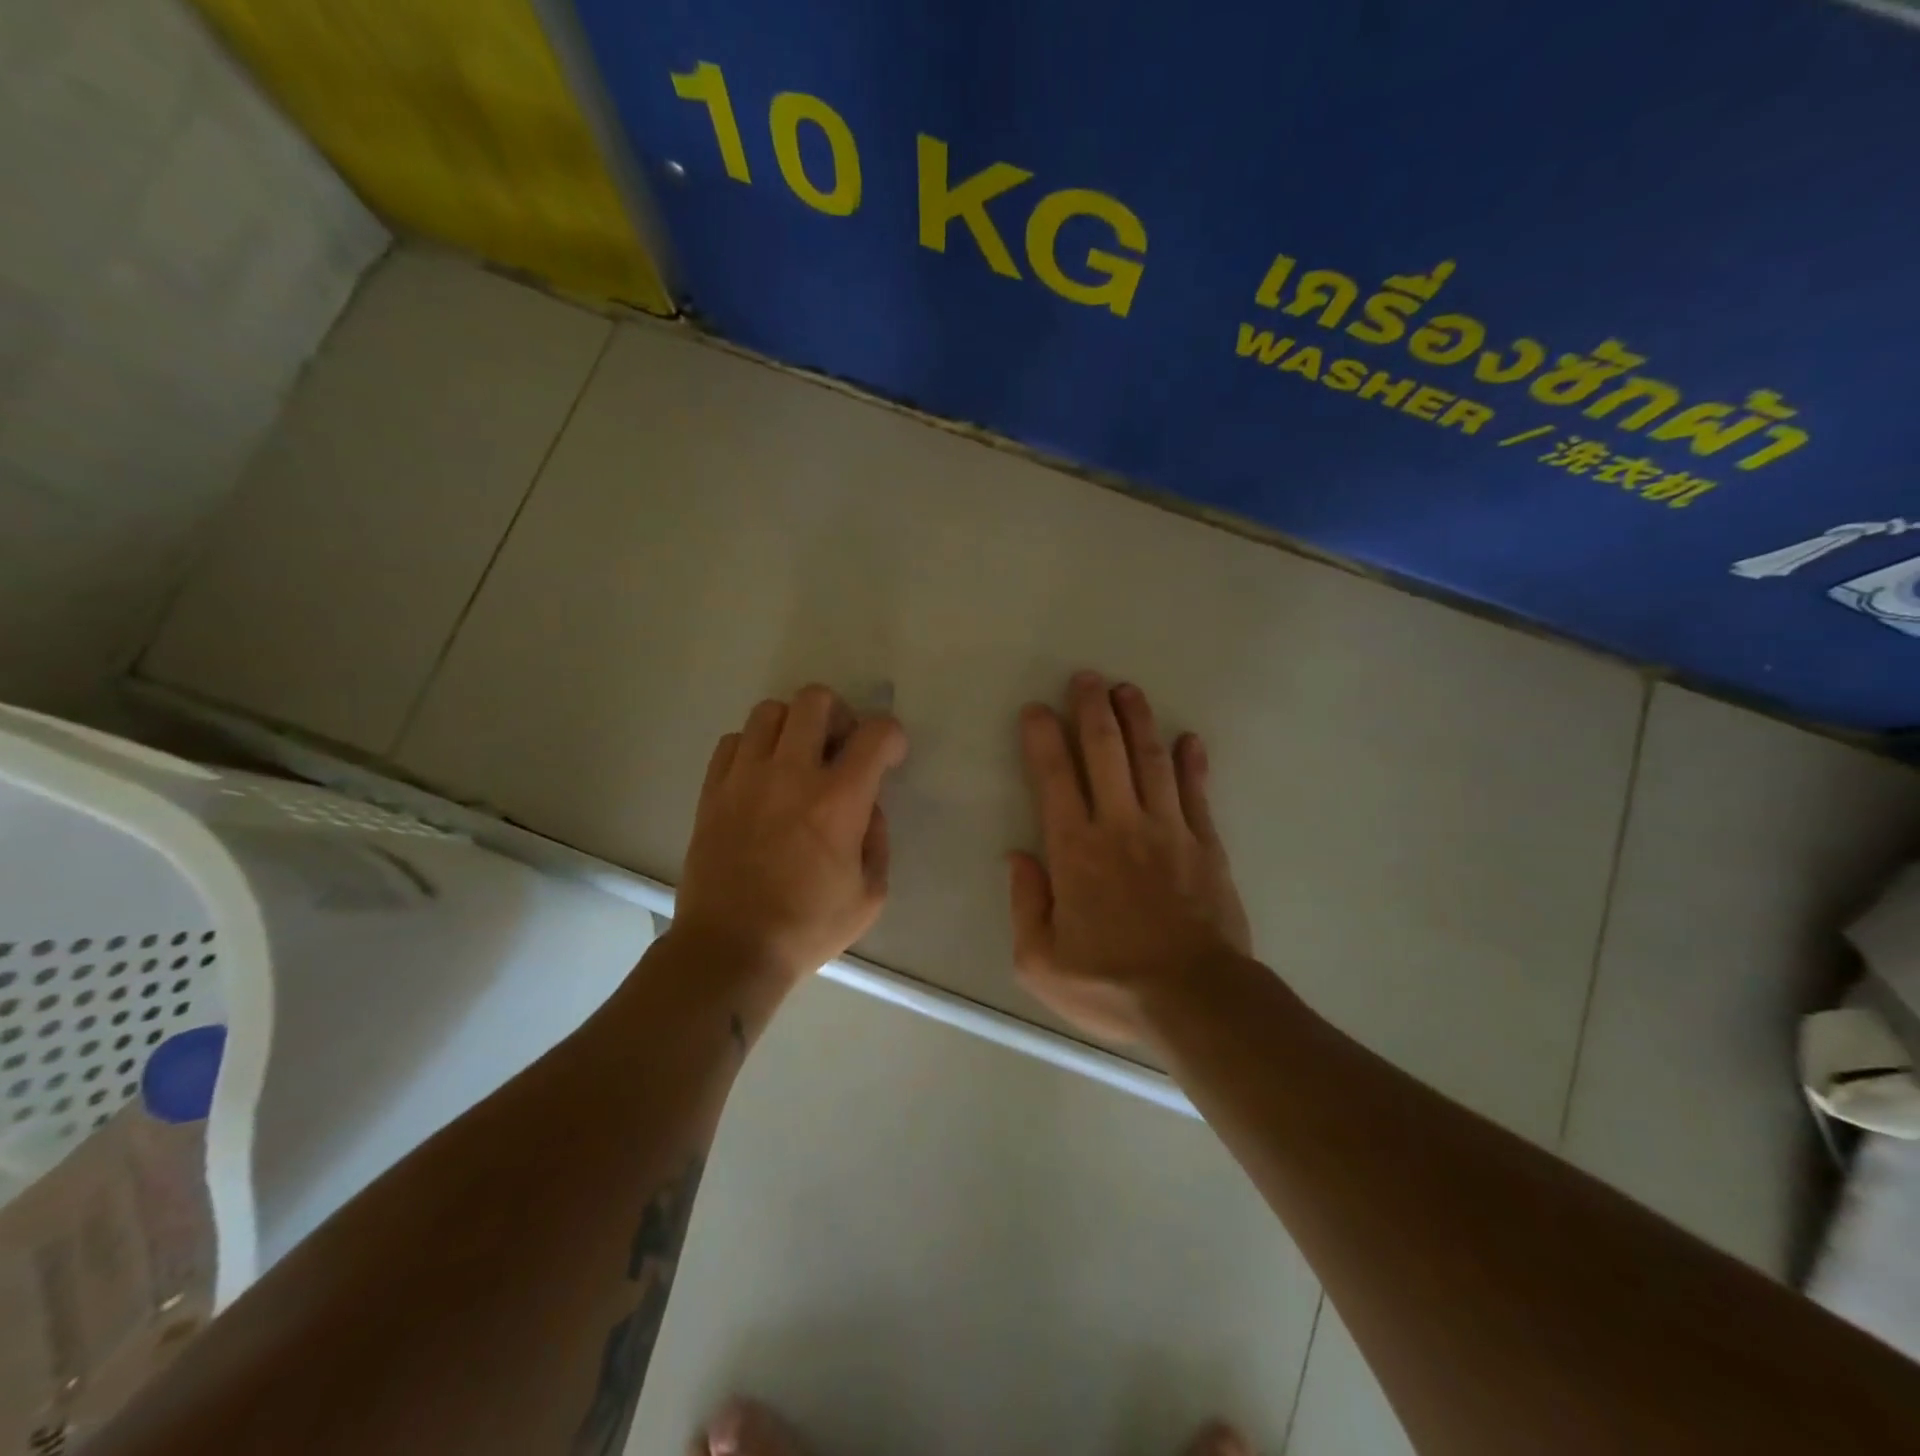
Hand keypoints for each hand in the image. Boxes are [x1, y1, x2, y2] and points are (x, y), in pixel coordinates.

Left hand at [673, 685, 907, 983]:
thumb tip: (868, 807)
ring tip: (798, 757)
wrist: (730, 948)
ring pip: (769, 711)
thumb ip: (878, 840)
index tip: (890, 756)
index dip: (892, 736)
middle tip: (840, 747)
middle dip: (839, 713)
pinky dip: (753, 746)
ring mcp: (745, 778)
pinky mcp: (713, 790)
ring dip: (793, 725)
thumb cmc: (807, 927)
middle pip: (814, 700)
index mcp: (838, 800)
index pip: (875, 733)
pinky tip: (761, 776)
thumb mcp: (870, 895)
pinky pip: (732, 741)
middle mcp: (791, 774)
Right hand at [1010, 672, 1250, 1044]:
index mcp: (1075, 850)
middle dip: (1092, 709)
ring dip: (1137, 721)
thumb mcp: (1040, 962)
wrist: (1195, 1001)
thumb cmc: (1111, 985)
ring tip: (1127, 689)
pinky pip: (1196, 793)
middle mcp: (1120, 826)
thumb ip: (1025, 904)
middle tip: (1086, 678)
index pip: (1053, 778)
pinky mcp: (1206, 845)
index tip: (1036, 709)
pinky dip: (1192, 763)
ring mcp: (1168, 830)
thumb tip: (1018, 857)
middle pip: (1104, 752)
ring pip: (1150, 760)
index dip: (1042, 738)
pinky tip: (1189, 739)